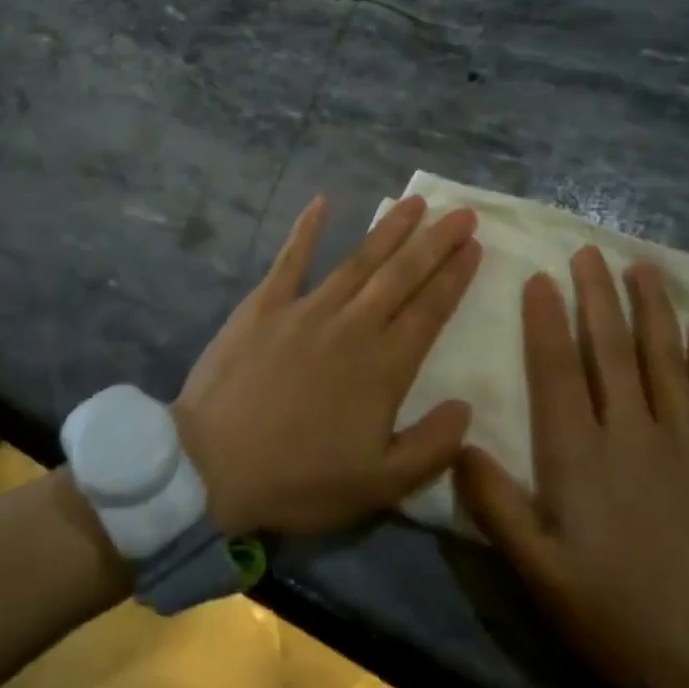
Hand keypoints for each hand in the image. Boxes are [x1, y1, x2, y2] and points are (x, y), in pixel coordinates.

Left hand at [174, 193, 479, 536]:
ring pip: (358, 259)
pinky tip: (321, 201)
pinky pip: (290, 258)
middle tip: (461, 212)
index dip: (455, 275)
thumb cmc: (299, 479)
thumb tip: (466, 406)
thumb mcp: (379, 486)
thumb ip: (431, 447)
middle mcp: (351, 325)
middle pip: (401, 274)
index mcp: (383, 366)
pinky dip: (306, 228)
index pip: (430, 309)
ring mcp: (306, 308)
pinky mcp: (265, 303)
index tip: (475, 245)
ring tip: (414, 201)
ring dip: (388, 228)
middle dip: (435, 241)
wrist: (213, 463)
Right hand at [455, 248, 688, 687]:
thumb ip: (497, 507)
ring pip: (662, 360)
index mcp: (581, 456)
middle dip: (597, 296)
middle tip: (589, 250)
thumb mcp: (544, 576)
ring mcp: (684, 445)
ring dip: (650, 310)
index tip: (540, 276)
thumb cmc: (624, 617)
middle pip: (611, 350)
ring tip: (641, 268)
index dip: (545, 320)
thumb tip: (459, 443)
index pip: (557, 370)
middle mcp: (631, 433)